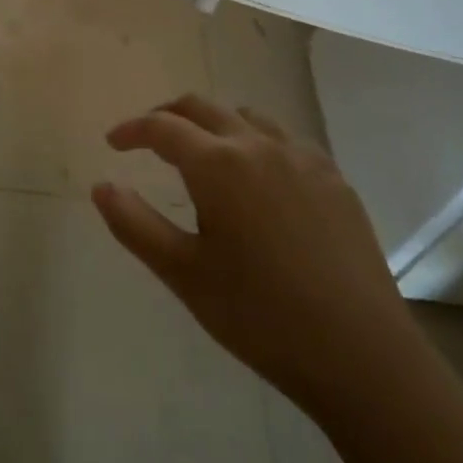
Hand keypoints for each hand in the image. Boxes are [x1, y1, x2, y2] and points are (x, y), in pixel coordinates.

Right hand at [92, 96, 416, 420]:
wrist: (361, 354)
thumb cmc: (260, 316)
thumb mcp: (184, 274)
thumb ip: (134, 224)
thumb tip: (101, 186)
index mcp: (217, 164)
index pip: (162, 127)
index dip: (132, 130)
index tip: (113, 143)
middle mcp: (258, 144)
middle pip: (202, 107)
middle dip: (168, 116)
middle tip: (148, 139)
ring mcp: (302, 157)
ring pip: (246, 117)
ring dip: (215, 124)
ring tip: (203, 155)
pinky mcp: (334, 177)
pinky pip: (285, 140)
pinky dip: (257, 142)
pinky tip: (260, 179)